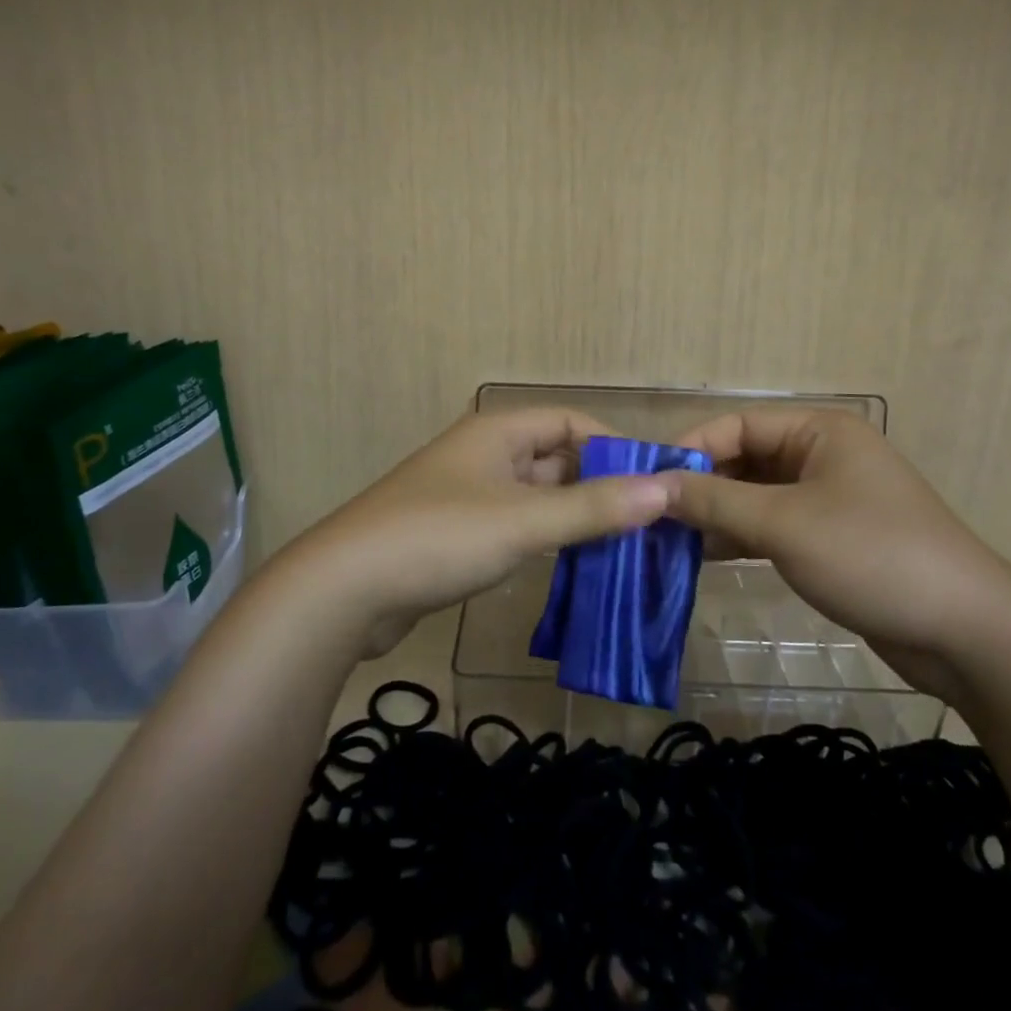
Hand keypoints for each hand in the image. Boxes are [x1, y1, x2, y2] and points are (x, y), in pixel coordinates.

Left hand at [283, 408, 671, 657]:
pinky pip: (514, 524)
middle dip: (598, 486)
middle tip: (646, 523)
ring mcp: (466, 494)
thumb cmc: (439, 537)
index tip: (651, 483)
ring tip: (621, 547)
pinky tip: (570, 565)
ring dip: (573, 516)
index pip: (569, 422)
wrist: (344, 589)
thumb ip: (594, 507)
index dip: (612, 445)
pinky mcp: (455, 533)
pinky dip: (544, 538)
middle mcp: (483, 454)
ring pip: (535, 495)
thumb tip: (666, 490)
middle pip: (554, 458)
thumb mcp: (523, 520)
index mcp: (497, 432)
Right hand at [665, 409, 1010, 699]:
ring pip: (755, 495)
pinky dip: (740, 537)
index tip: (646, 481)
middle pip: (744, 459)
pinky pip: (773, 526)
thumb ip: (713, 500)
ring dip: (715, 514)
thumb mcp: (783, 523)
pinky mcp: (832, 538)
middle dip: (699, 485)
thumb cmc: (871, 555)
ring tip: (665, 538)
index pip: (736, 425)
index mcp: (818, 431)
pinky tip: (702, 557)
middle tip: (650, 515)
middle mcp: (822, 455)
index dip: (689, 449)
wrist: (967, 632)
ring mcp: (828, 498)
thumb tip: (652, 484)